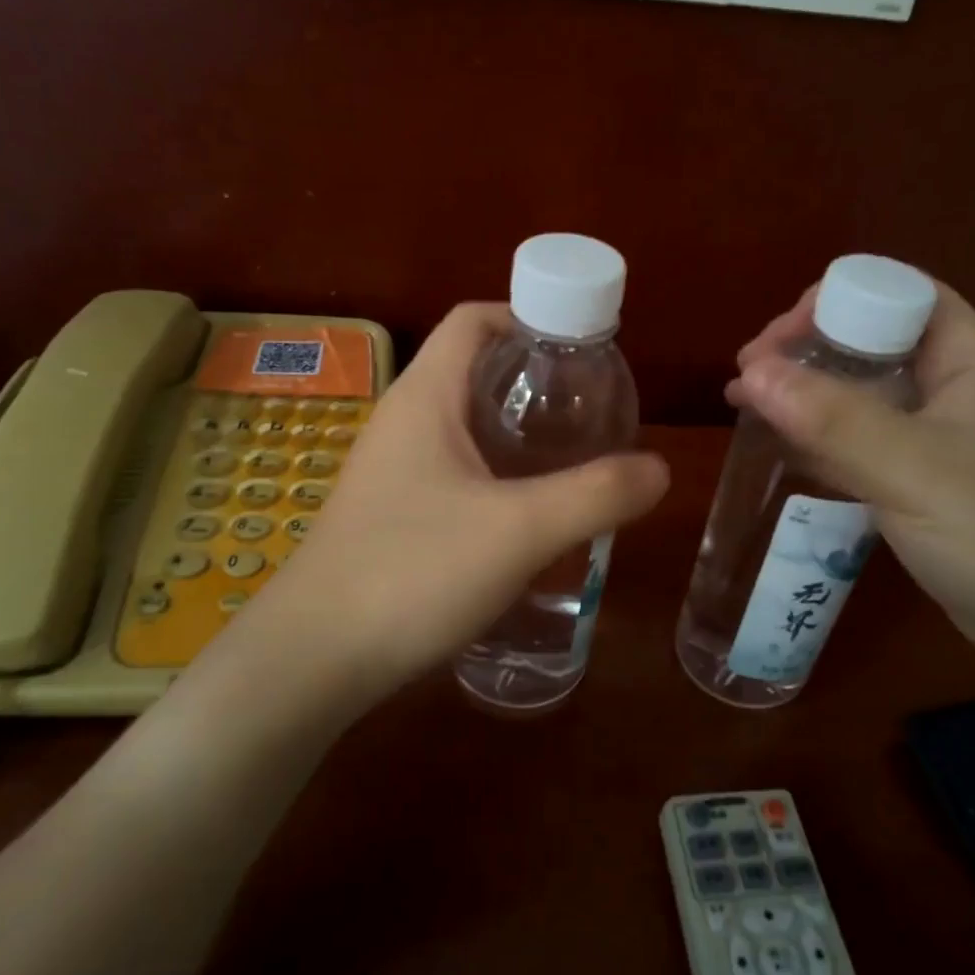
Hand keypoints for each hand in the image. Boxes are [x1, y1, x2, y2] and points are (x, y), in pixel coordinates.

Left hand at [235, 303, 668, 700]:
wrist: (314, 658)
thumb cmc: (412, 572)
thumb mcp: (519, 531)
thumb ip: (595, 495)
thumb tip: (659, 469)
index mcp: (425, 397)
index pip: (473, 321)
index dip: (527, 316)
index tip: (581, 345)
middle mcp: (403, 423)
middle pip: (472, 371)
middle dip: (533, 379)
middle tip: (590, 408)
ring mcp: (391, 472)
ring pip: (464, 427)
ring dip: (516, 432)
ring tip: (572, 457)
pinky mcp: (391, 516)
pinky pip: (453, 472)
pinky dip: (496, 475)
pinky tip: (527, 514)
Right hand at [730, 282, 974, 660]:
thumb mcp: (912, 469)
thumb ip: (832, 420)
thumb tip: (751, 373)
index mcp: (970, 356)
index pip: (895, 294)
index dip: (831, 305)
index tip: (773, 344)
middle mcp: (955, 382)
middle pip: (871, 338)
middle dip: (806, 350)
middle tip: (748, 378)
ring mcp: (938, 431)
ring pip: (861, 389)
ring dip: (805, 393)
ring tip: (745, 404)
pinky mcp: (922, 474)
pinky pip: (861, 437)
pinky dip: (818, 435)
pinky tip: (778, 445)